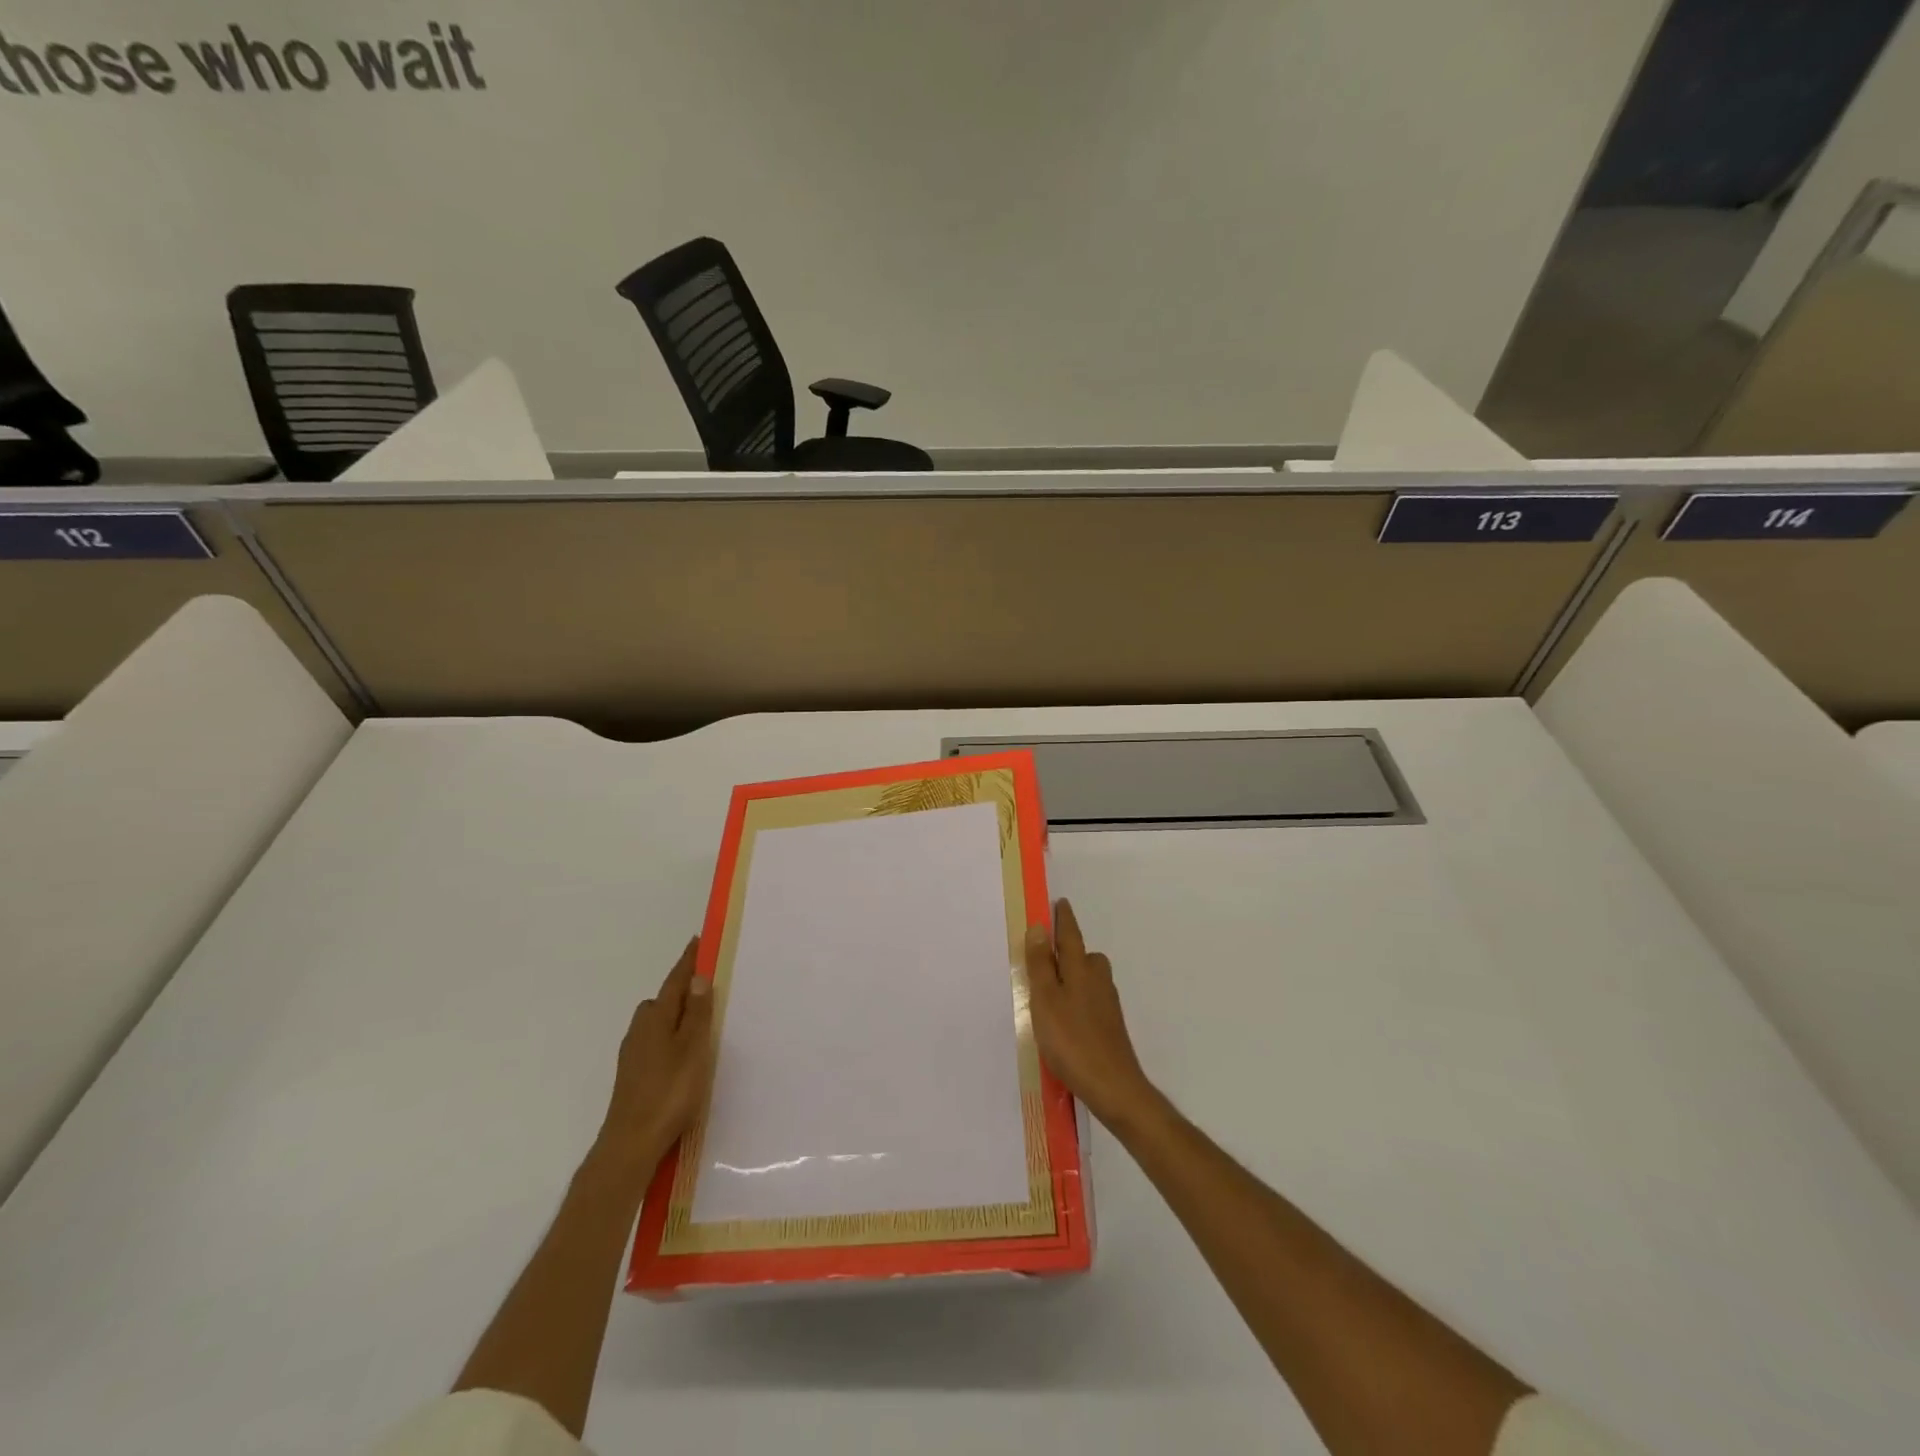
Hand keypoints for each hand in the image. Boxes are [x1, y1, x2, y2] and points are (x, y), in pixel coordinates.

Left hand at [596, 937, 715, 1171]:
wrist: (631, 1144)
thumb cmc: (669, 1091)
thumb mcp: (692, 1048)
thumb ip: (696, 1012)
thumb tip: (697, 977)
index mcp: (656, 1018)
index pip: (675, 981)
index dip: (688, 962)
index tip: (698, 941)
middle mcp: (640, 1030)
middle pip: (663, 1000)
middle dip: (682, 990)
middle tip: (707, 986)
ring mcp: (633, 1054)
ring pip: (657, 1023)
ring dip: (676, 1016)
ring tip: (700, 1023)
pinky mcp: (633, 1075)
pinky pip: (655, 1042)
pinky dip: (670, 1037)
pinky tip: (682, 1055)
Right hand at [1025, 899, 1157, 1129]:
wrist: (1113, 1086)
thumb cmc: (1072, 1040)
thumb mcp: (1046, 1000)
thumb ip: (1041, 965)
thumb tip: (1040, 928)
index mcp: (1081, 969)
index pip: (1071, 935)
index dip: (1063, 919)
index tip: (1060, 903)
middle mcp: (1098, 980)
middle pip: (1084, 955)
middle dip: (1069, 948)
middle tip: (1047, 950)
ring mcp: (1107, 1003)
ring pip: (1088, 978)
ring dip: (1072, 975)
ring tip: (1050, 987)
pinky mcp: (1109, 1024)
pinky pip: (1090, 998)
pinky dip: (1077, 997)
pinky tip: (1065, 1017)